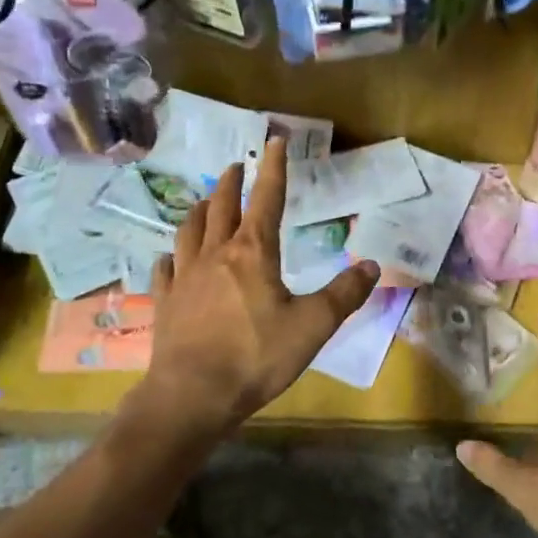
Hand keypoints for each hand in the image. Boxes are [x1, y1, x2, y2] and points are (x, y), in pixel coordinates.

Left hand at [144, 136, 378, 437]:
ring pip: (190, 230)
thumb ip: (344, 294)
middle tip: (235, 167)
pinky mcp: (166, 302)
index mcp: (254, 252)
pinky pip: (165, 269)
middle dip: (231, 183)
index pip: (267, 198)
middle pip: (223, 207)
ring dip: (200, 211)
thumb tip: (372, 265)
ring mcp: (185, 277)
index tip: (273, 141)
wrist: (192, 395)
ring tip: (205, 202)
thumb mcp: (313, 326)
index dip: (273, 168)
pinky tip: (171, 258)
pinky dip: (171, 256)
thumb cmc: (256, 356)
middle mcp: (216, 254)